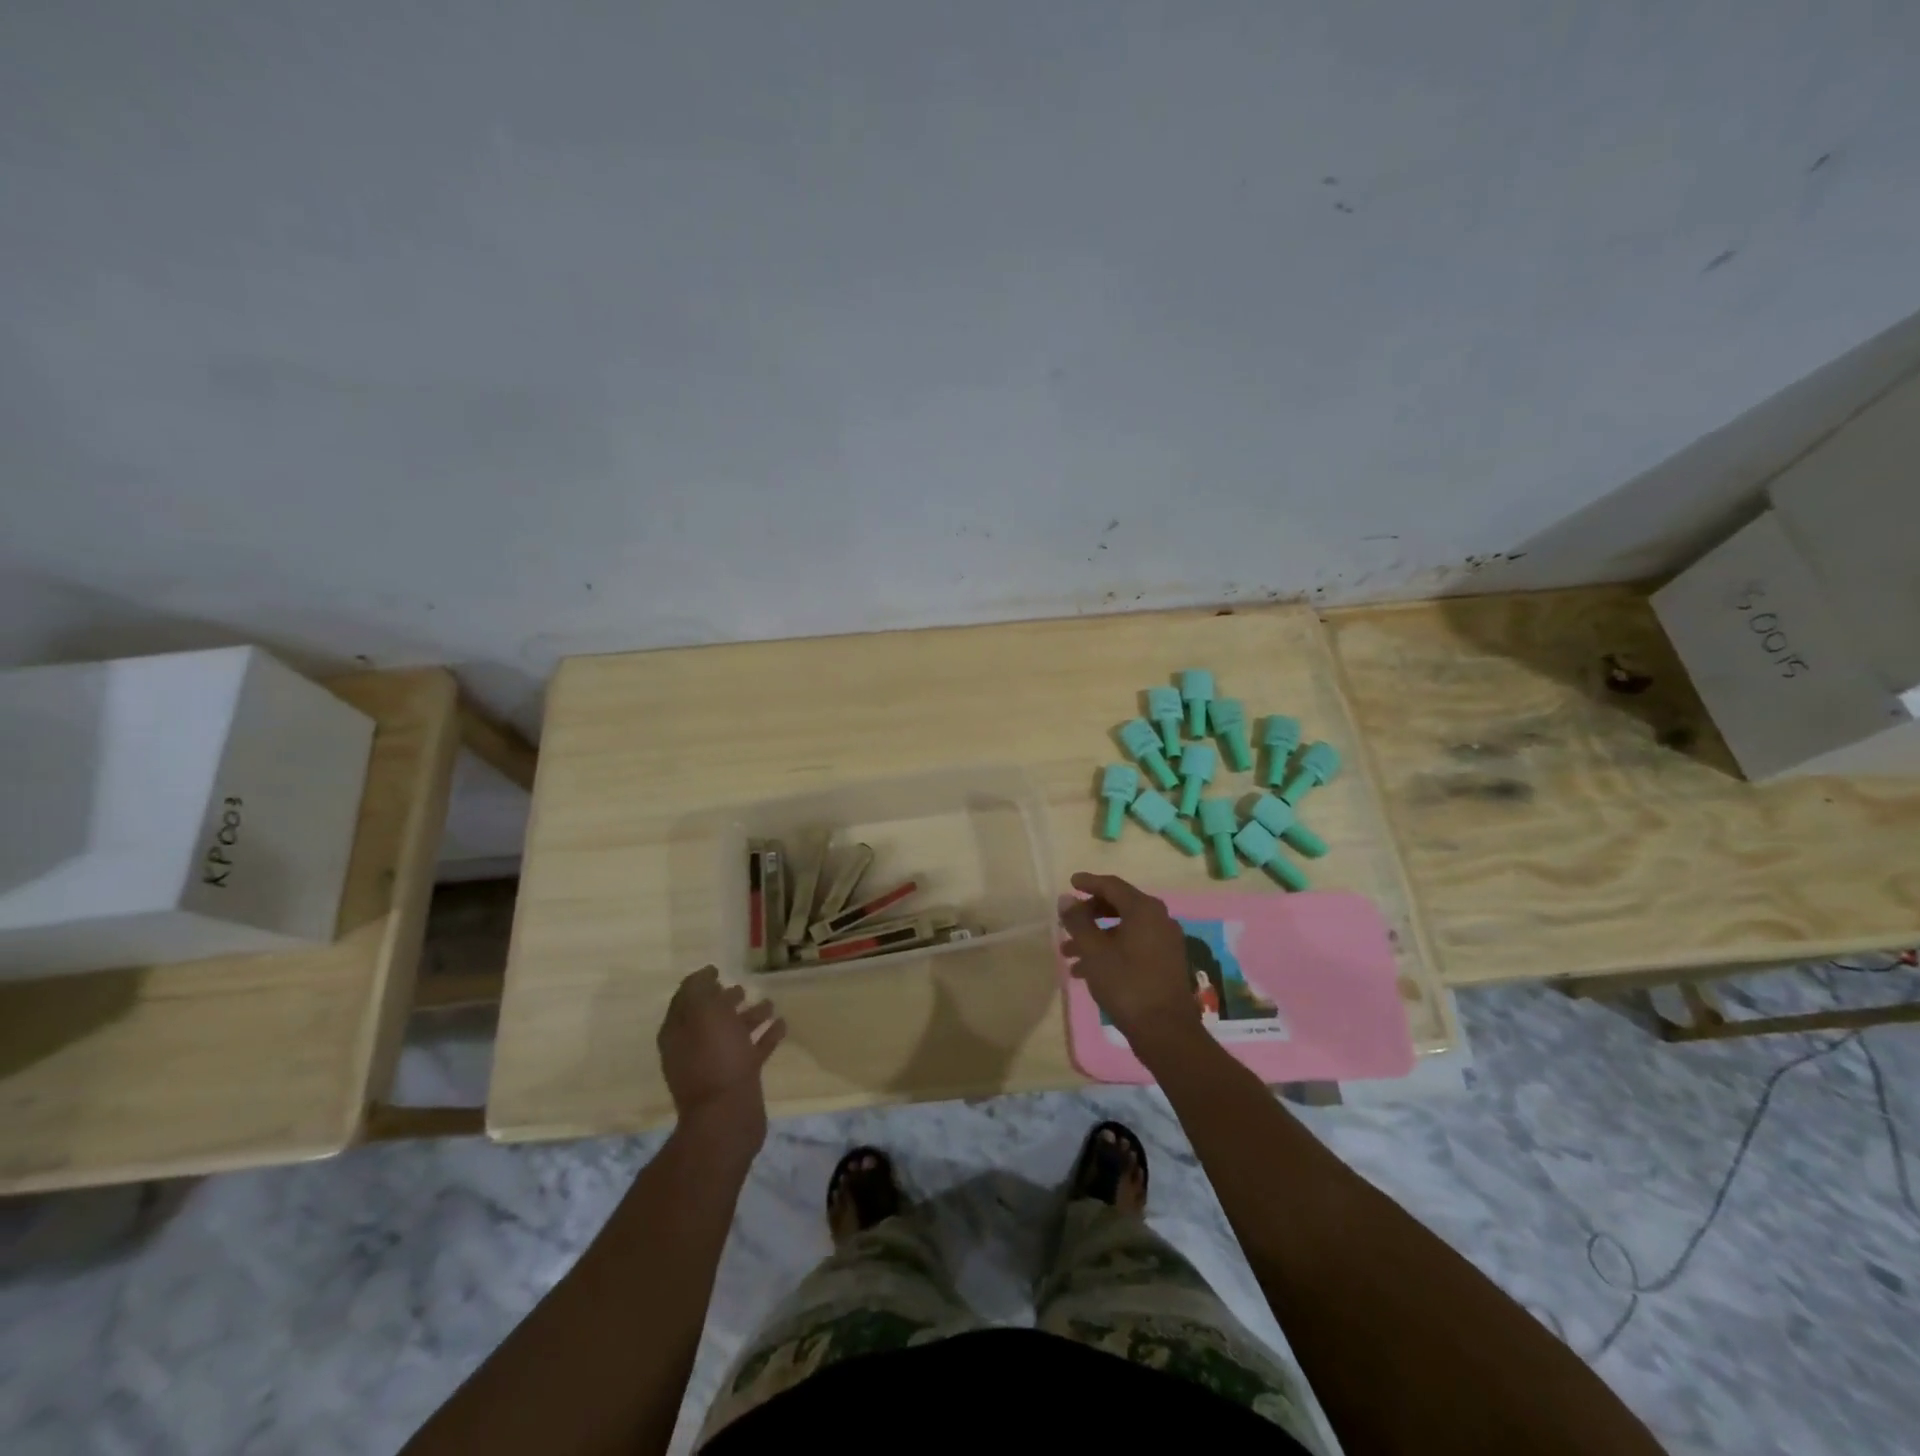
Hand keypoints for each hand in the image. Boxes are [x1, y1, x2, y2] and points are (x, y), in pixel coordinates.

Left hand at [658, 966, 785, 1149]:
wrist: (728, 1115)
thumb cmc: (714, 1058)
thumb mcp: (702, 1014)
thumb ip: (700, 990)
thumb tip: (705, 975)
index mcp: (678, 1032)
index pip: (685, 999)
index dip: (699, 983)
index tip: (717, 969)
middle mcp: (693, 1047)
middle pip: (710, 1017)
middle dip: (725, 1001)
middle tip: (743, 988)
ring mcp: (716, 1064)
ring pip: (733, 1033)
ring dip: (750, 1017)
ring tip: (770, 1004)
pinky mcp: (739, 1078)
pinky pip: (752, 1050)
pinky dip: (765, 1036)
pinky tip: (782, 1025)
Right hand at [1058, 872, 1203, 1058]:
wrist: (1165, 1031)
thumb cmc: (1126, 984)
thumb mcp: (1094, 951)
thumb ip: (1078, 921)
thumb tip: (1066, 898)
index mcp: (1144, 909)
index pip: (1112, 886)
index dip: (1089, 883)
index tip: (1071, 883)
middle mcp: (1159, 919)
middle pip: (1119, 905)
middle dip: (1090, 914)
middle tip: (1068, 921)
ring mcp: (1166, 941)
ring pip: (1125, 929)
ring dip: (1096, 936)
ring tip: (1069, 954)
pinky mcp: (1167, 962)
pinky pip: (1134, 945)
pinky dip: (1111, 950)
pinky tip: (1088, 971)